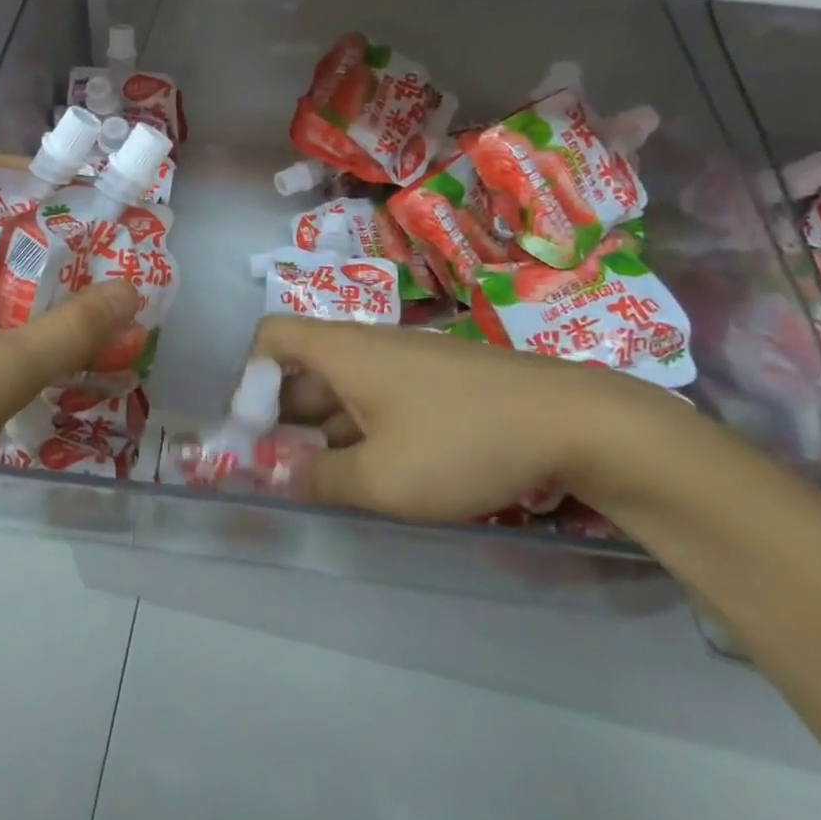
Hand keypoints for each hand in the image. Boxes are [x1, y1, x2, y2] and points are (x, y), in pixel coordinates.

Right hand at [252, 317, 678, 520]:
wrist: (571, 420)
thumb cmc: (461, 441)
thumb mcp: (382, 478)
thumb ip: (322, 480)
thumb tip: (280, 477)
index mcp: (342, 352)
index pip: (270, 337)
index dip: (249, 377)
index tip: (253, 431)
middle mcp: (366, 346)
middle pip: (303, 368)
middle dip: (282, 417)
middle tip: (279, 470)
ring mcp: (404, 362)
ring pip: (342, 388)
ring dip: (322, 430)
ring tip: (322, 482)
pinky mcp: (435, 381)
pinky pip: (378, 397)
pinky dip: (361, 429)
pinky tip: (377, 472)